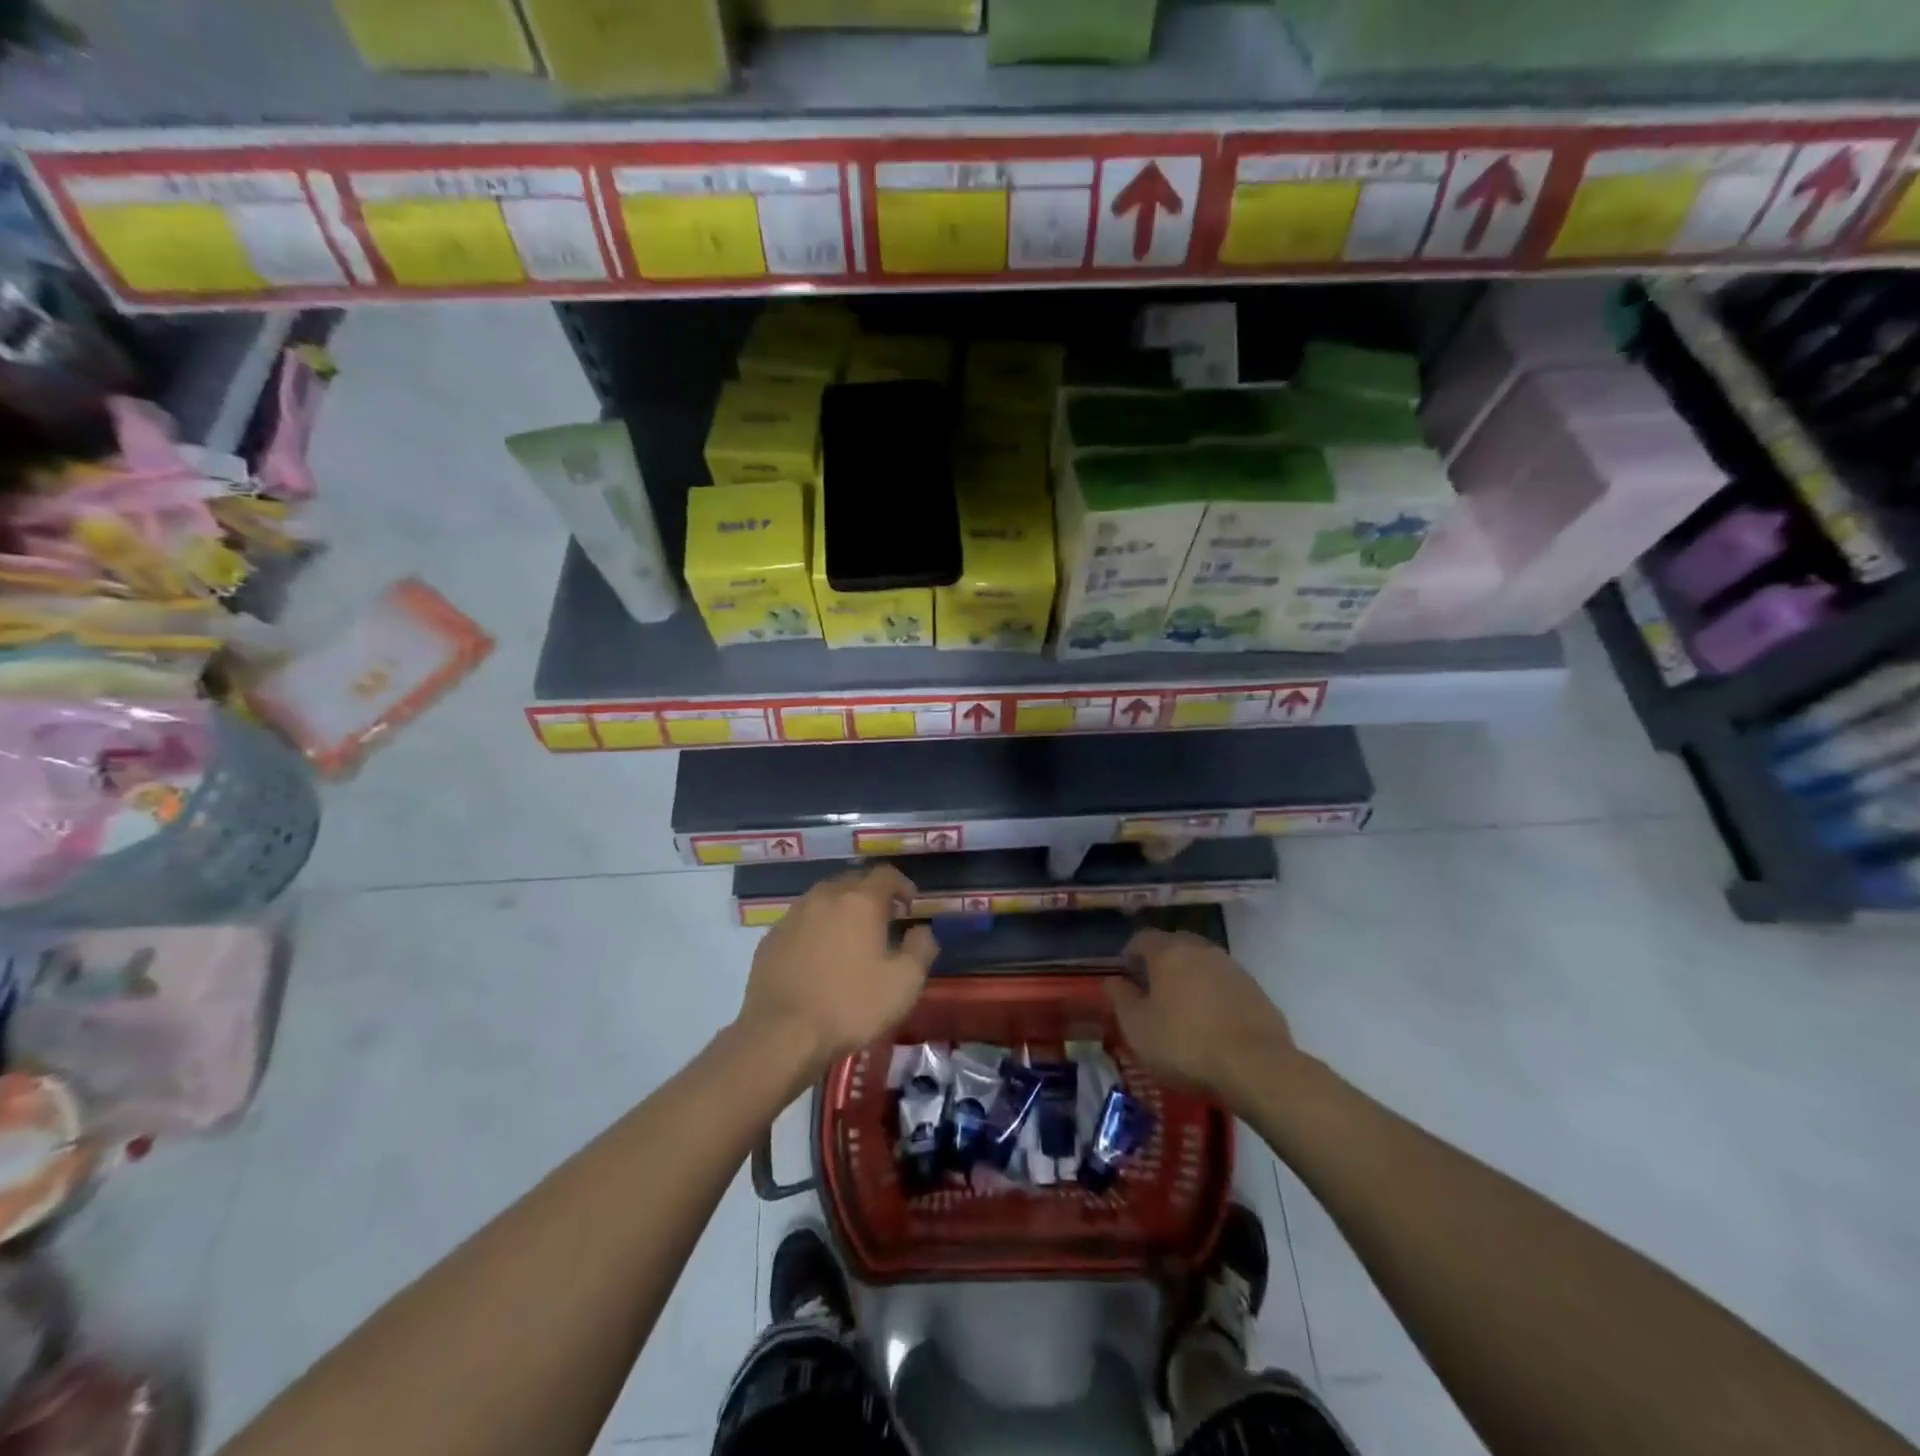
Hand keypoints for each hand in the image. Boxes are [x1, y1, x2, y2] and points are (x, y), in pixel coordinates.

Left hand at [736, 866, 936, 1075]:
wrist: (781, 1034)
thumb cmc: (850, 1005)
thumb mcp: (904, 983)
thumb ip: (921, 948)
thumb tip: (921, 930)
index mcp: (860, 901)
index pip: (886, 874)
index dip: (902, 885)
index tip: (910, 905)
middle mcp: (824, 897)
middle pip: (853, 882)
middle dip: (871, 896)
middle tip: (883, 921)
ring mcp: (793, 916)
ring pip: (823, 900)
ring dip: (841, 911)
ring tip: (851, 938)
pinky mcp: (770, 938)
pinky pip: (801, 922)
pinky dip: (816, 929)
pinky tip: (819, 957)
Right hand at [1107, 928, 1296, 1106]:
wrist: (1256, 1067)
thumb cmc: (1185, 1045)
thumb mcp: (1137, 1028)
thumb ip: (1121, 999)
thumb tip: (1113, 980)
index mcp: (1168, 952)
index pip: (1141, 939)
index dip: (1129, 955)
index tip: (1125, 978)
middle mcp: (1200, 949)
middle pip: (1174, 945)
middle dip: (1160, 963)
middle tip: (1152, 991)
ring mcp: (1232, 967)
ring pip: (1201, 963)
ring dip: (1189, 977)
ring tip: (1183, 1008)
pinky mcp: (1256, 990)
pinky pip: (1224, 983)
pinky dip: (1213, 994)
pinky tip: (1212, 1021)